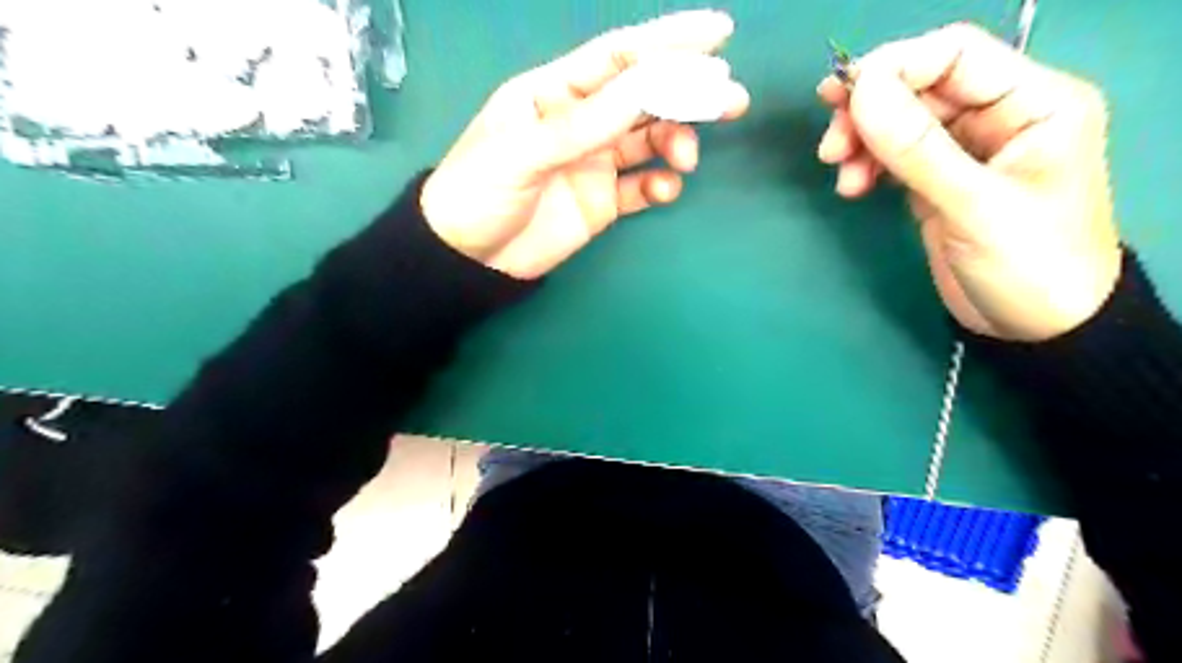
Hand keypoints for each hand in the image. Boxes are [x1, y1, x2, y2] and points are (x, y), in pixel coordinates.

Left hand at [416, 10, 746, 279]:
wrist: (468, 259)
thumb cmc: (479, 193)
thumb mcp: (522, 152)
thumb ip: (583, 123)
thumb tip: (647, 85)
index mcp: (554, 93)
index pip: (618, 57)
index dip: (667, 42)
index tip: (719, 34)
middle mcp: (581, 121)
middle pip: (644, 97)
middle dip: (688, 94)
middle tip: (730, 100)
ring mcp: (594, 163)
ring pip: (649, 140)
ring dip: (676, 141)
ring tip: (685, 158)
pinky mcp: (602, 202)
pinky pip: (640, 187)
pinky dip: (659, 185)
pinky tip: (664, 189)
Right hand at [818, 23, 1118, 340]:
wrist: (1035, 328)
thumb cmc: (1028, 264)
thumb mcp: (974, 205)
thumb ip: (917, 148)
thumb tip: (861, 91)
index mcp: (1033, 102)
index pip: (955, 54)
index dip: (894, 68)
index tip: (842, 100)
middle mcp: (999, 115)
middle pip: (920, 86)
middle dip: (869, 111)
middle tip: (831, 146)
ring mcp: (966, 149)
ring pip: (900, 121)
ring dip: (862, 140)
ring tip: (840, 174)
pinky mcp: (939, 179)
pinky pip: (895, 155)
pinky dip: (868, 164)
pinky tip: (853, 187)